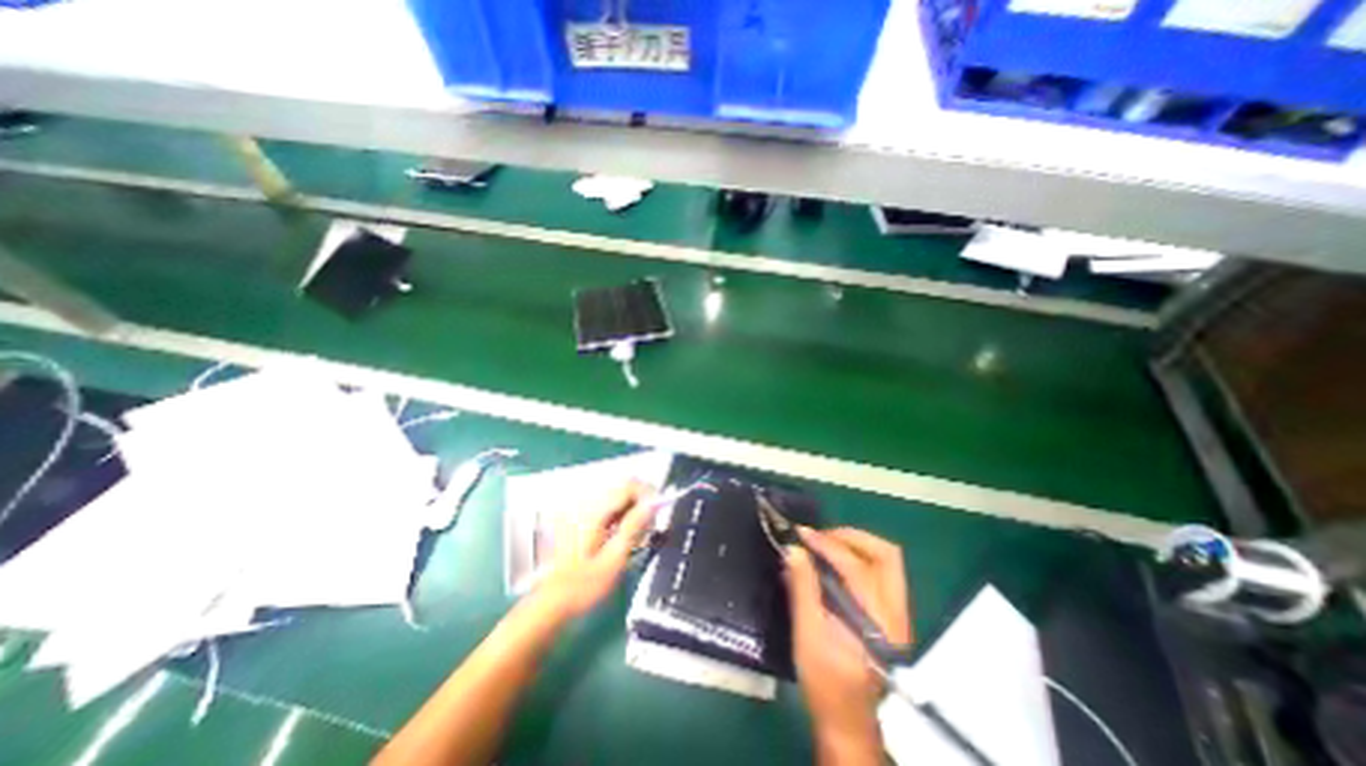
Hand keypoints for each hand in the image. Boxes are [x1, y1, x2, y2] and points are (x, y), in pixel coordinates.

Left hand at [534, 483, 655, 620]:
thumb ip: (635, 527)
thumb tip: (655, 502)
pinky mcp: (579, 519)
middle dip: (641, 504)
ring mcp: (581, 510)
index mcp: (595, 512)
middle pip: (624, 488)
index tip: (657, 517)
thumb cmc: (583, 587)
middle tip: (647, 532)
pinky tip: (619, 538)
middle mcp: (586, 504)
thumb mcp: (614, 560)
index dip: (649, 495)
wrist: (550, 604)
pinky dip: (620, 516)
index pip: (630, 485)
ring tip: (634, 538)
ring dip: (632, 511)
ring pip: (617, 497)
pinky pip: (607, 507)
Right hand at [785, 526, 910, 758]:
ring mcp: (897, 613)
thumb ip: (803, 588)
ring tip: (824, 543)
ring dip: (855, 544)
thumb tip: (794, 549)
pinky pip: (880, 570)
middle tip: (820, 536)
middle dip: (850, 537)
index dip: (826, 544)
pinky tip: (833, 562)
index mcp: (878, 622)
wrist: (848, 722)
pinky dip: (857, 556)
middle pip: (885, 555)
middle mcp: (896, 612)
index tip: (801, 534)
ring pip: (886, 560)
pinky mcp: (890, 614)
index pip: (856, 567)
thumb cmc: (826, 683)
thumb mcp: (808, 635)